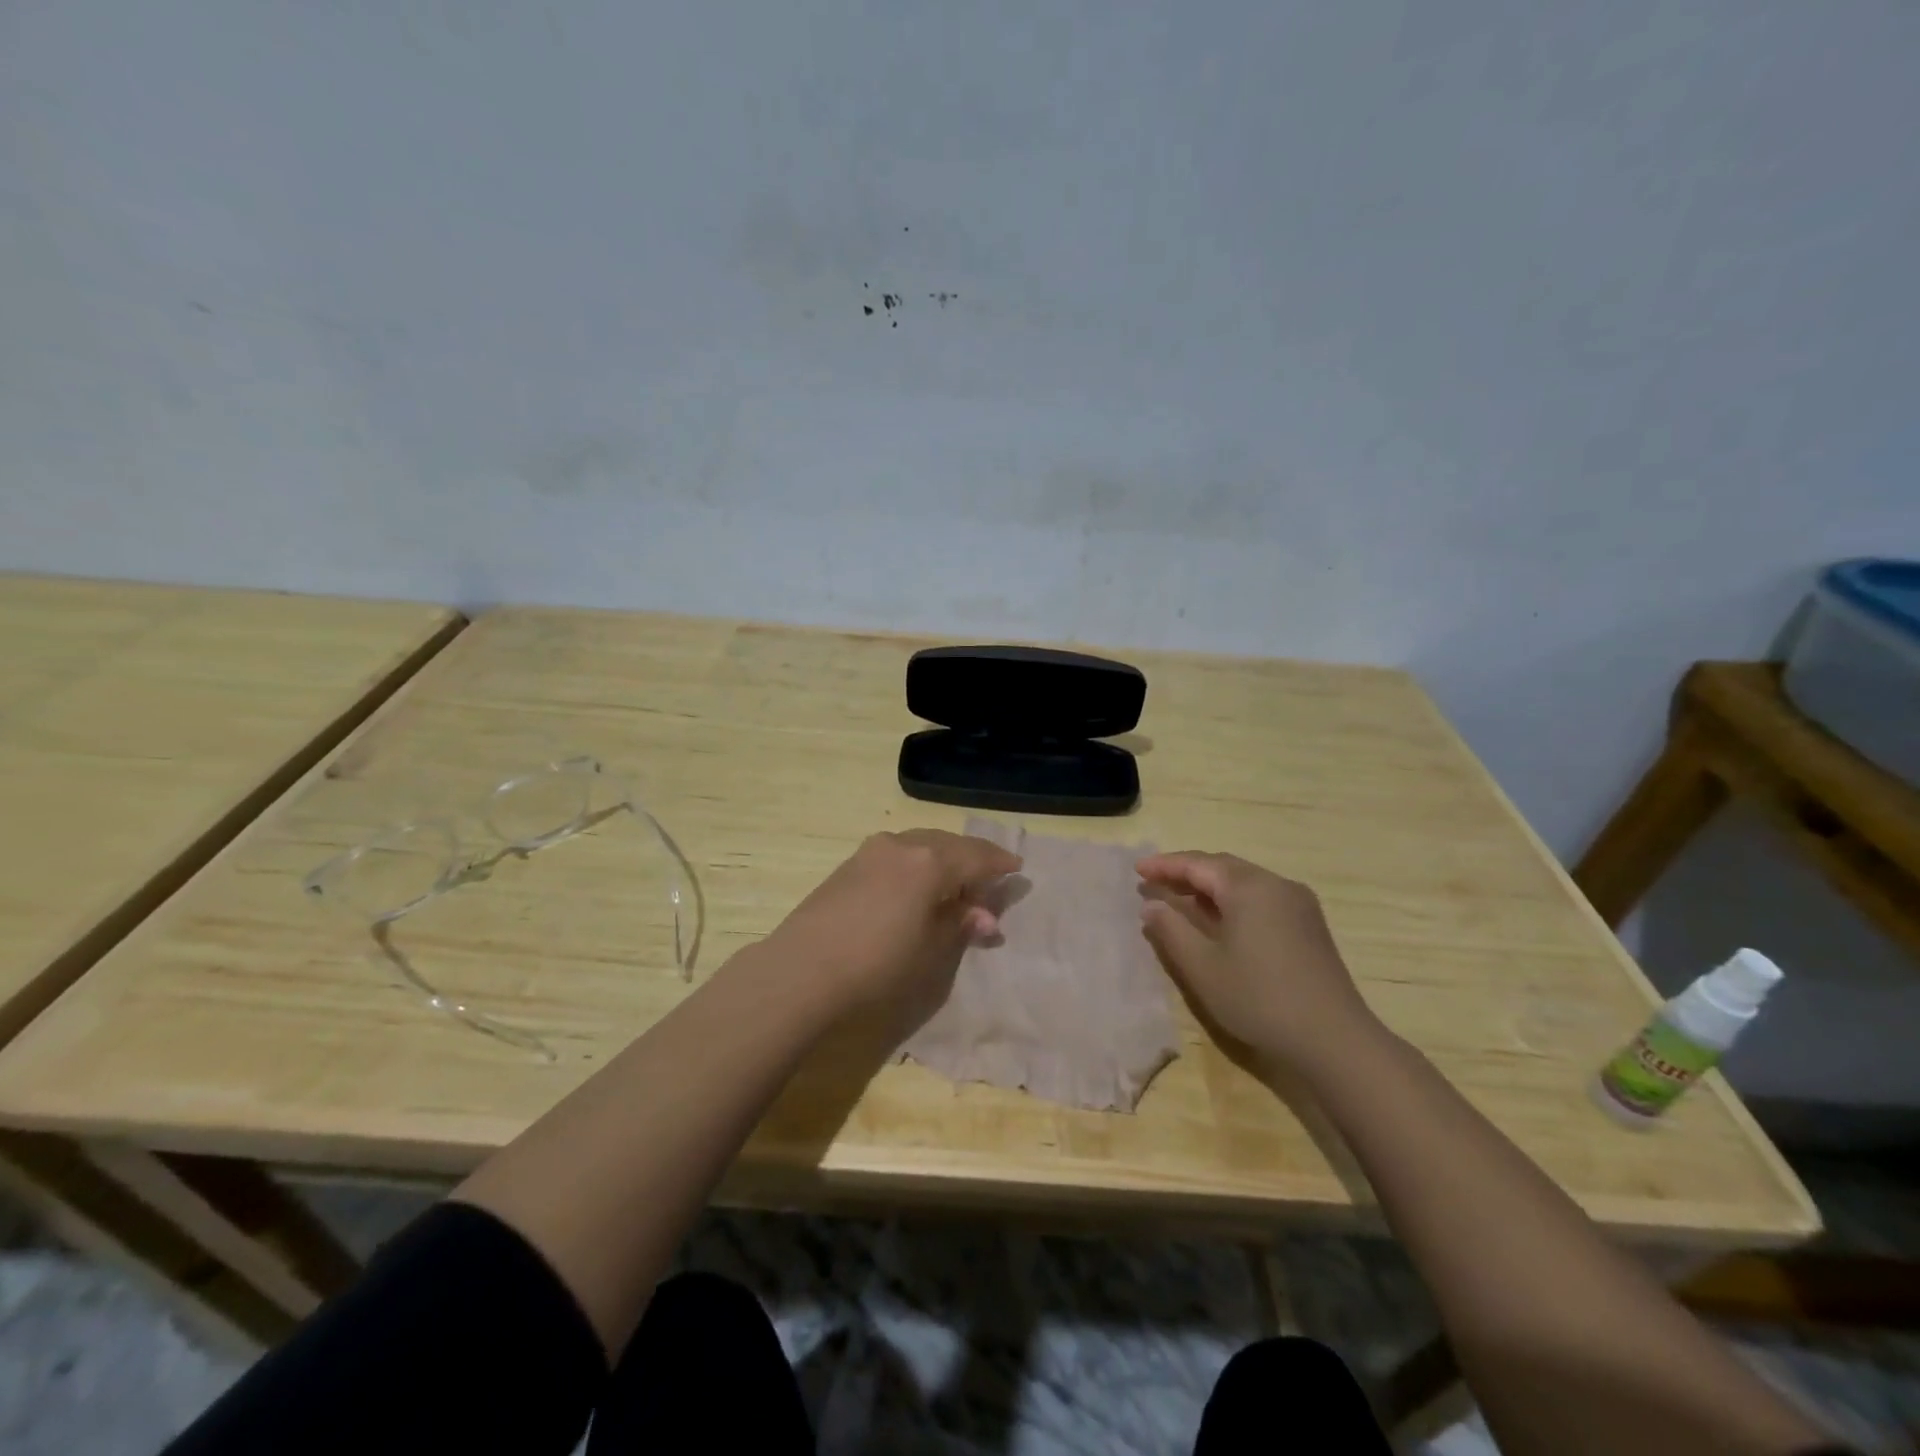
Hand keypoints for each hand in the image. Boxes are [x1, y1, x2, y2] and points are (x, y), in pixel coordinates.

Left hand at [765, 829, 1021, 1016]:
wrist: (803, 969)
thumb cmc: (878, 963)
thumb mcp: (930, 949)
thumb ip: (959, 924)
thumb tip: (985, 917)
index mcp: (931, 861)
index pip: (977, 857)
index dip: (999, 864)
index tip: (1017, 868)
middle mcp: (903, 844)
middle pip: (949, 845)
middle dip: (972, 860)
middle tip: (988, 881)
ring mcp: (873, 850)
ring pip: (921, 844)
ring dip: (943, 859)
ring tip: (954, 883)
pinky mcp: (850, 863)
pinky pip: (898, 853)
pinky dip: (917, 863)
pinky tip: (917, 883)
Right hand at [1136, 851, 1380, 1072]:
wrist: (1334, 1040)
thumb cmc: (1259, 998)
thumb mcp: (1202, 966)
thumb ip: (1171, 930)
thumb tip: (1152, 905)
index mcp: (1248, 887)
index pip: (1197, 863)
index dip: (1164, 865)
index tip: (1136, 870)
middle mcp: (1276, 884)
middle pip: (1222, 867)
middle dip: (1186, 872)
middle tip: (1154, 882)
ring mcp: (1298, 904)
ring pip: (1244, 882)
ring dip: (1209, 887)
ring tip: (1181, 900)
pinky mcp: (1309, 925)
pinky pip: (1261, 898)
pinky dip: (1232, 901)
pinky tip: (1219, 921)